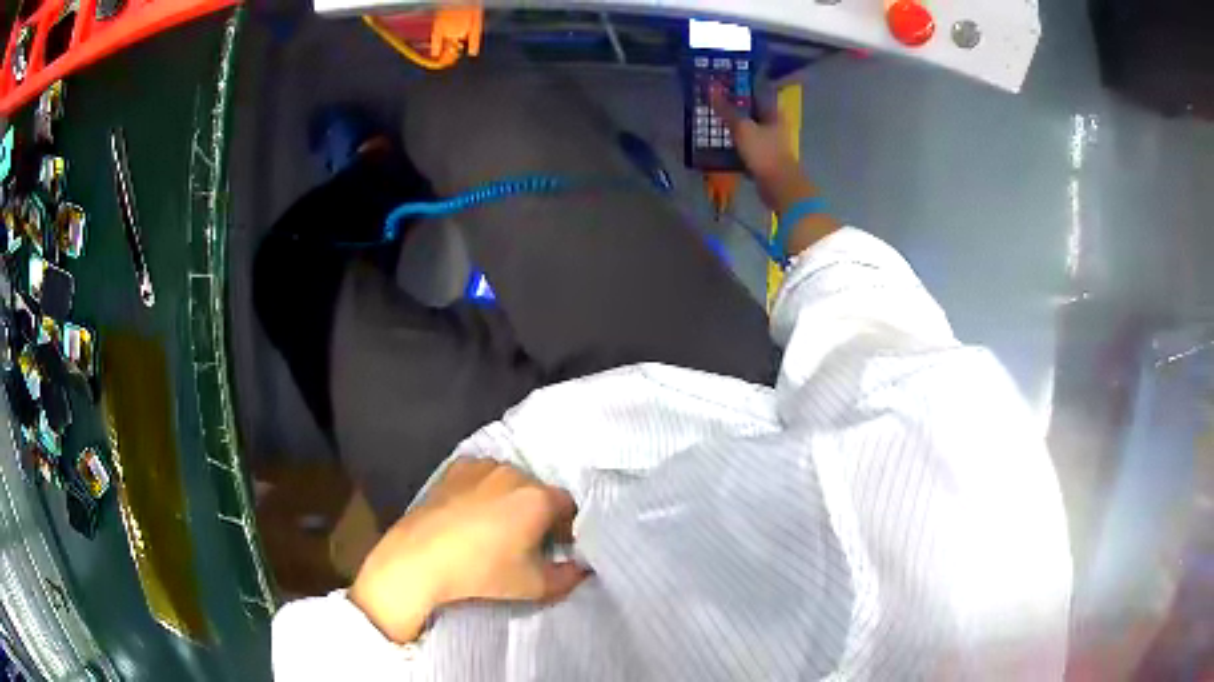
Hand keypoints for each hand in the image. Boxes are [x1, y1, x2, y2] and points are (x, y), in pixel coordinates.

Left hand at [348, 458, 590, 643]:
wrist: (420, 558)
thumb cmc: (482, 572)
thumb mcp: (535, 586)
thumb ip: (570, 577)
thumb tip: (583, 569)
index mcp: (538, 498)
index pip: (568, 506)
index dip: (566, 528)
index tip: (555, 547)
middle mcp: (514, 473)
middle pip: (539, 492)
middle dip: (539, 514)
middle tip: (526, 542)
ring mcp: (481, 466)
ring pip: (510, 482)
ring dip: (511, 500)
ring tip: (495, 528)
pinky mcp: (454, 468)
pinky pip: (481, 476)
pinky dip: (483, 490)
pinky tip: (470, 515)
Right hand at [712, 88, 838, 253]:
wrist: (779, 187)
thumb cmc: (764, 153)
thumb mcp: (742, 128)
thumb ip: (726, 109)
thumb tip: (710, 87)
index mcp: (773, 112)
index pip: (756, 92)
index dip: (740, 86)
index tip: (722, 81)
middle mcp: (774, 124)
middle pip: (751, 110)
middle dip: (733, 106)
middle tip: (711, 100)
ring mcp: (770, 142)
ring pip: (748, 128)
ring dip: (732, 125)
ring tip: (711, 120)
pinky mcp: (764, 158)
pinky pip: (746, 146)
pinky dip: (734, 144)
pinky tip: (719, 143)